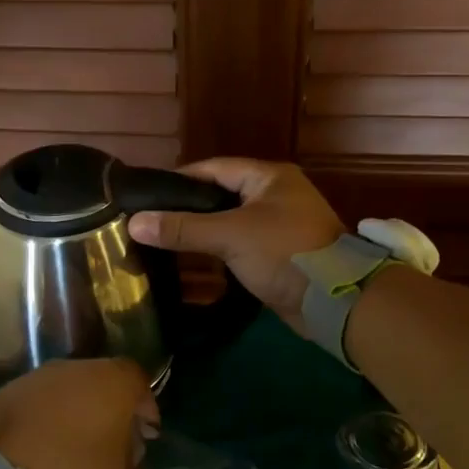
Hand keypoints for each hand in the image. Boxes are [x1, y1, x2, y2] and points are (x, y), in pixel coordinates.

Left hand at [0, 358, 174, 468]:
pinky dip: (42, 430)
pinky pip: (35, 410)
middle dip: (112, 422)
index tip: (144, 445)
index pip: (141, 385)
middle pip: (104, 390)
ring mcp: (34, 379)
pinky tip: (37, 464)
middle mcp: (76, 368)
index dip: (147, 414)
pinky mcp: (1, 395)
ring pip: (68, 398)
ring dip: (75, 425)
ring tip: (71, 467)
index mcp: (113, 383)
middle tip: (112, 461)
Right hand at [126, 158, 343, 334]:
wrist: (334, 300)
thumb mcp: (230, 236)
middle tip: (150, 220)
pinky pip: (240, 244)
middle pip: (220, 195)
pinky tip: (192, 260)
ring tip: (162, 239)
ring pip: (229, 221)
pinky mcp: (279, 253)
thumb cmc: (284, 252)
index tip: (146, 195)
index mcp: (268, 177)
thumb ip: (183, 228)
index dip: (180, 180)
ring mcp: (278, 225)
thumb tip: (134, 223)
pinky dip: (218, 249)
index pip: (213, 169)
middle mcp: (274, 194)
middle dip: (187, 208)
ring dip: (202, 230)